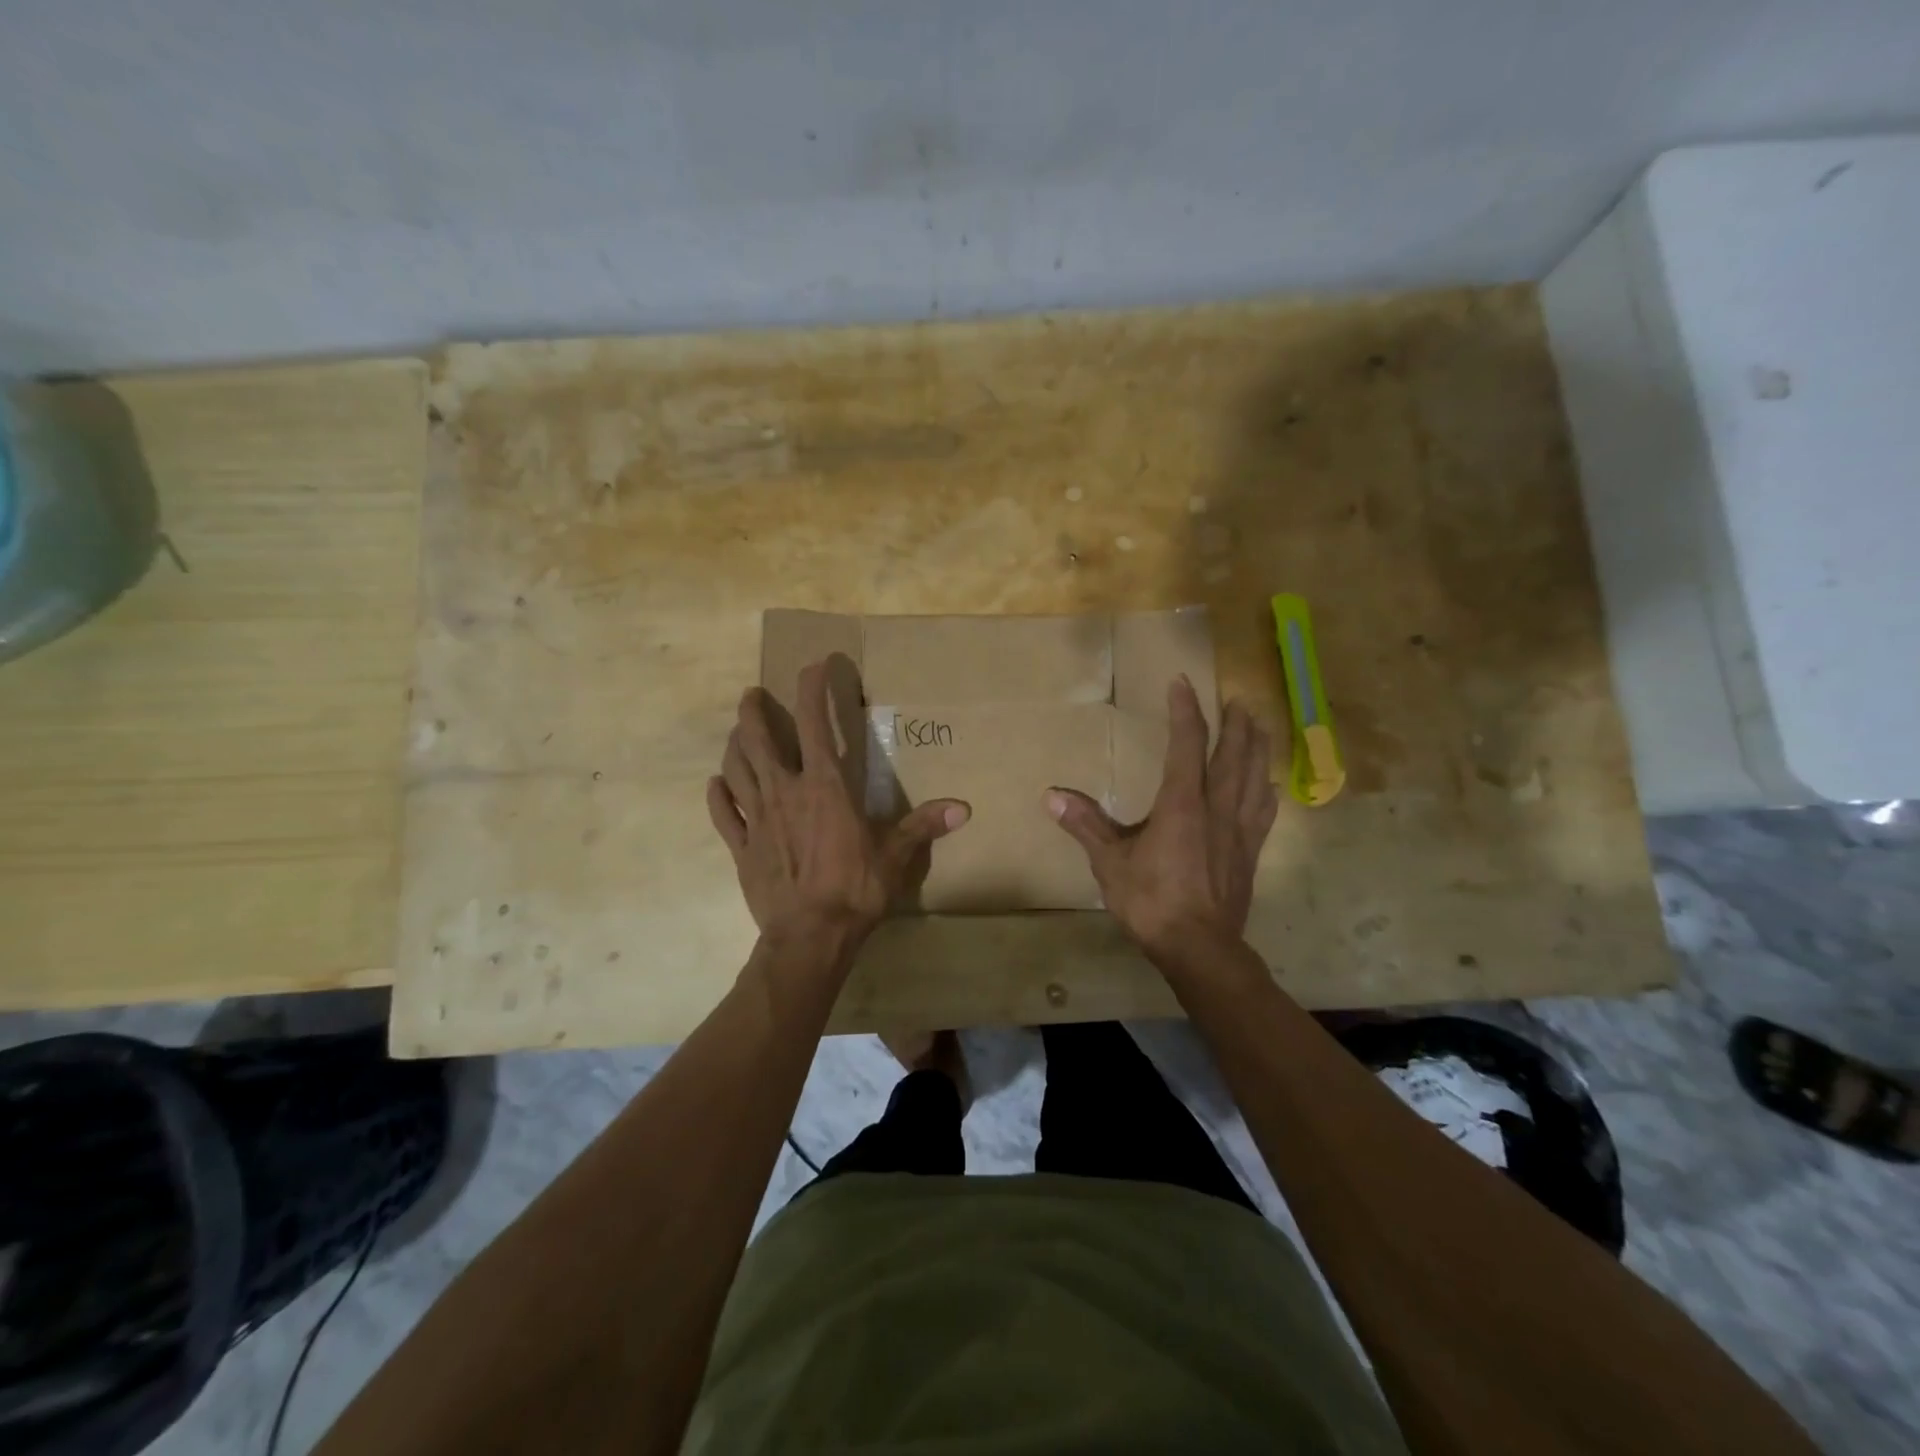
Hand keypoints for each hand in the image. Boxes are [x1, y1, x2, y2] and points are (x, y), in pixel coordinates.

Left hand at [707, 659, 969, 944]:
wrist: (809, 937)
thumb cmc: (855, 890)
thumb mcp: (895, 856)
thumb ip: (924, 826)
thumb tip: (964, 809)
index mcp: (824, 787)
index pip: (814, 724)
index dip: (812, 689)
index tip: (814, 666)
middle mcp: (784, 791)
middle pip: (758, 739)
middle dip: (753, 711)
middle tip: (753, 695)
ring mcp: (757, 819)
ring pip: (735, 768)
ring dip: (734, 745)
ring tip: (737, 732)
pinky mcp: (741, 847)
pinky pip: (724, 813)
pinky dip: (718, 795)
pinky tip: (717, 785)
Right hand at [1047, 676, 1277, 960]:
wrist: (1200, 948)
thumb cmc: (1151, 902)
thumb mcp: (1110, 863)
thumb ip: (1085, 825)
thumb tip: (1050, 795)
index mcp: (1182, 804)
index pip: (1187, 744)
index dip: (1185, 711)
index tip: (1181, 684)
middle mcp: (1217, 808)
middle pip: (1232, 755)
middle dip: (1234, 724)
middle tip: (1236, 700)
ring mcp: (1240, 830)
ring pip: (1254, 777)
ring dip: (1257, 748)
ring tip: (1259, 727)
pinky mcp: (1250, 852)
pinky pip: (1263, 810)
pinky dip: (1266, 790)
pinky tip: (1269, 785)